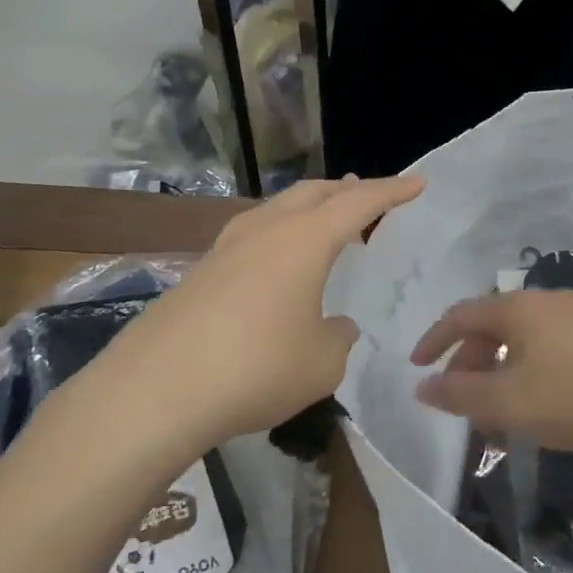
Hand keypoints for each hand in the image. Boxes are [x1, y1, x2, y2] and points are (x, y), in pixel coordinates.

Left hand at [94, 175, 424, 451]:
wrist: (156, 390)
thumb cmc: (256, 369)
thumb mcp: (321, 363)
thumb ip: (338, 337)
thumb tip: (334, 326)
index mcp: (304, 240)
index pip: (359, 203)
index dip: (391, 191)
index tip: (416, 182)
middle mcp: (266, 230)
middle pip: (313, 193)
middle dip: (345, 190)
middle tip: (367, 195)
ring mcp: (227, 247)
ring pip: (277, 209)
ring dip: (308, 209)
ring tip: (324, 222)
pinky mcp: (200, 271)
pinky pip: (252, 236)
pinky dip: (279, 235)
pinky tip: (276, 263)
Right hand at [410, 290, 572, 457]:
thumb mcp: (507, 403)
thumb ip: (459, 395)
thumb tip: (424, 386)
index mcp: (517, 308)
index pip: (461, 315)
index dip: (434, 340)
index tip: (417, 368)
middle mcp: (545, 301)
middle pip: (492, 325)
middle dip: (468, 361)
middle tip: (459, 399)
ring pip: (522, 339)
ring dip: (499, 370)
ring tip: (496, 411)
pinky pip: (548, 348)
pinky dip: (528, 371)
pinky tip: (537, 405)